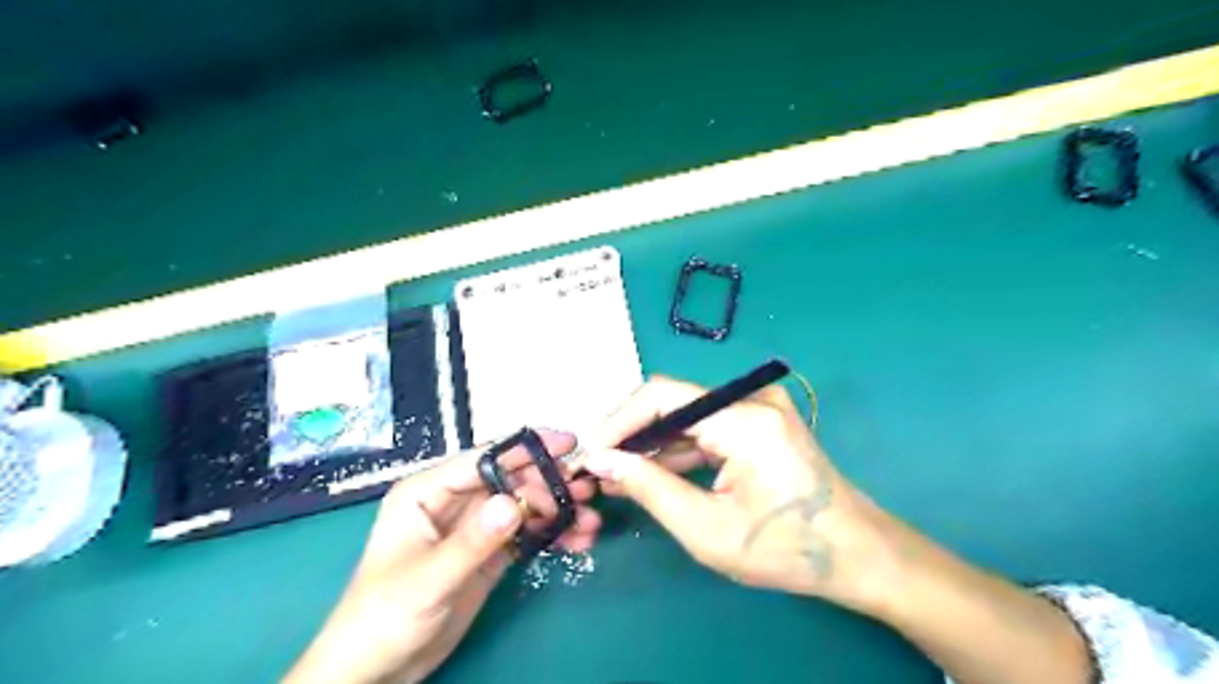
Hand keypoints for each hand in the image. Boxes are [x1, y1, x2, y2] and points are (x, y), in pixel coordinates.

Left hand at [285, 434, 596, 683]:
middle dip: (549, 483)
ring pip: (522, 506)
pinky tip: (577, 541)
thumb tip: (514, 502)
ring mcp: (473, 528)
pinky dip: (551, 535)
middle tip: (586, 490)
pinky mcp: (488, 553)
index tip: (568, 444)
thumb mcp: (429, 579)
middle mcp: (453, 502)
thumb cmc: (383, 617)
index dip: (525, 449)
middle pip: (509, 480)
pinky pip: (525, 534)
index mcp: (428, 492)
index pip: (483, 460)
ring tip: (590, 521)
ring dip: (556, 510)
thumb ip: (473, 541)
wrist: (376, 671)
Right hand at [580, 380, 887, 608]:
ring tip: (616, 474)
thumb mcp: (707, 528)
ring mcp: (759, 408)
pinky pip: (707, 427)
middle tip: (599, 466)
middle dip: (632, 434)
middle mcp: (752, 400)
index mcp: (745, 420)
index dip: (620, 419)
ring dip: (652, 443)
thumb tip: (602, 461)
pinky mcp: (760, 422)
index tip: (591, 452)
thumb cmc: (786, 549)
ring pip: (687, 416)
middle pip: (673, 402)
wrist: (857, 553)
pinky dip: (678, 449)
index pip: (664, 396)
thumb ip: (650, 488)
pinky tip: (651, 472)